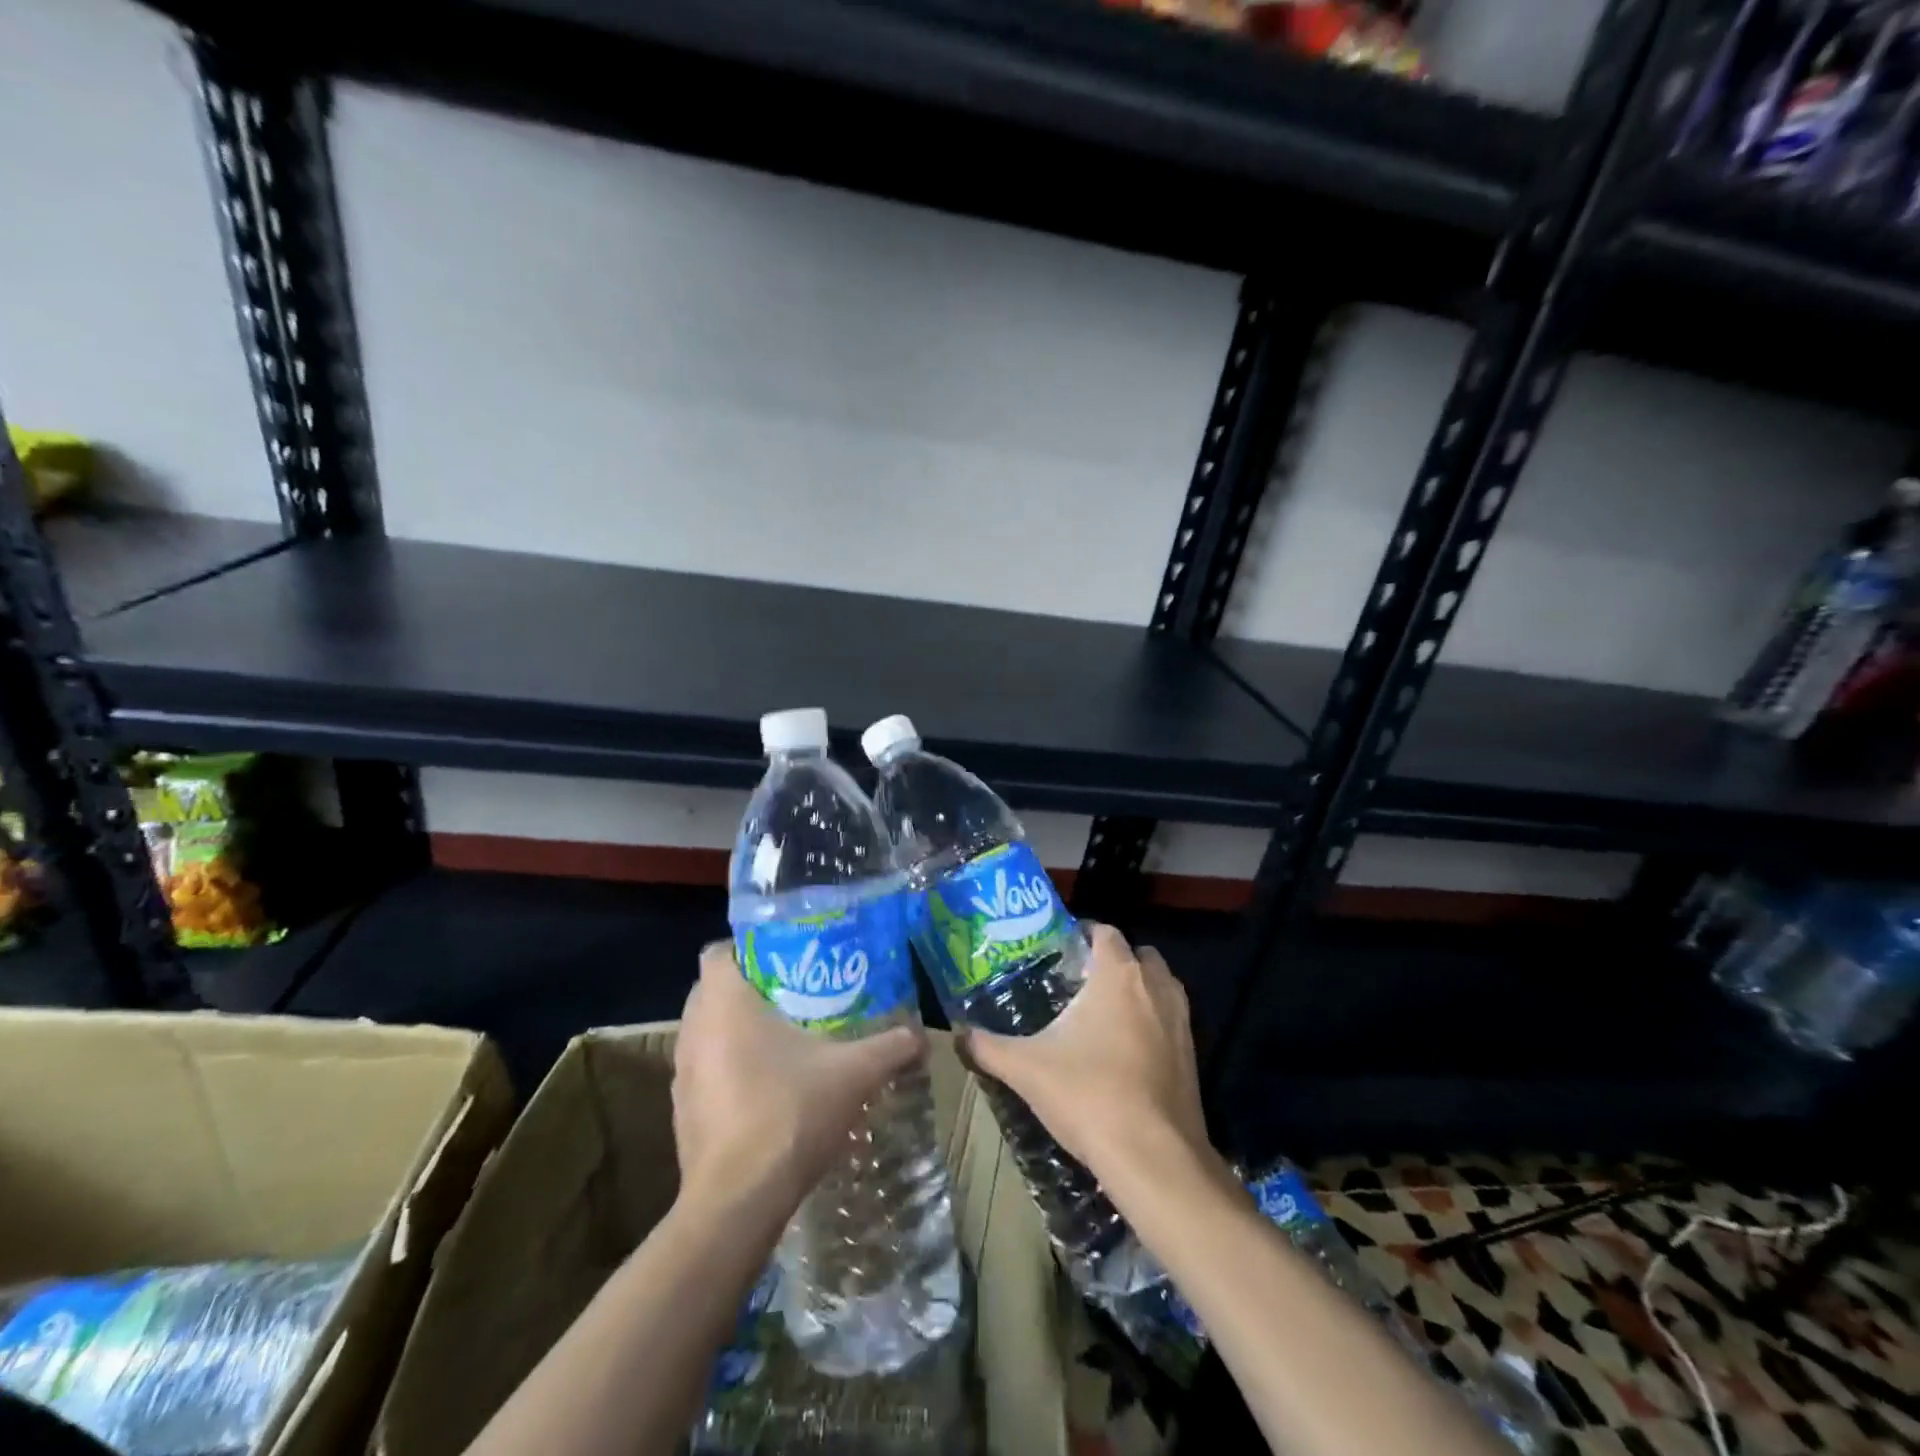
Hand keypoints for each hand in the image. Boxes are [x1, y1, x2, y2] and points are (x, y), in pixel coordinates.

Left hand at [673, 942, 926, 1219]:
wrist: (738, 1202)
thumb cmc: (789, 1114)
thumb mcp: (853, 1074)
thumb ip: (889, 1047)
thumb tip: (920, 1035)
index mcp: (725, 1004)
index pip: (719, 952)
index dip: (747, 949)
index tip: (783, 958)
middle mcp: (694, 1031)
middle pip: (712, 990)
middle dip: (747, 989)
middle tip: (793, 994)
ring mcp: (682, 1074)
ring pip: (706, 1033)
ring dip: (734, 1031)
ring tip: (783, 1039)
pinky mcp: (681, 1113)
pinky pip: (704, 1072)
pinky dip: (727, 1069)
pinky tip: (765, 1088)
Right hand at [961, 924, 1211, 1185]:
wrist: (1154, 1158)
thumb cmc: (1089, 1095)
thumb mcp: (1027, 1069)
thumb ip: (988, 1047)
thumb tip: (957, 1035)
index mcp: (1118, 975)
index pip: (1105, 932)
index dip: (1083, 933)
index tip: (1058, 949)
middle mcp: (1156, 987)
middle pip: (1138, 954)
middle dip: (1114, 961)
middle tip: (1080, 981)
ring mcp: (1181, 1021)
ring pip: (1161, 985)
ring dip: (1139, 989)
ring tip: (1103, 1013)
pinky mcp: (1194, 1055)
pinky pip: (1172, 1020)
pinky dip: (1153, 1022)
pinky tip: (1125, 1052)